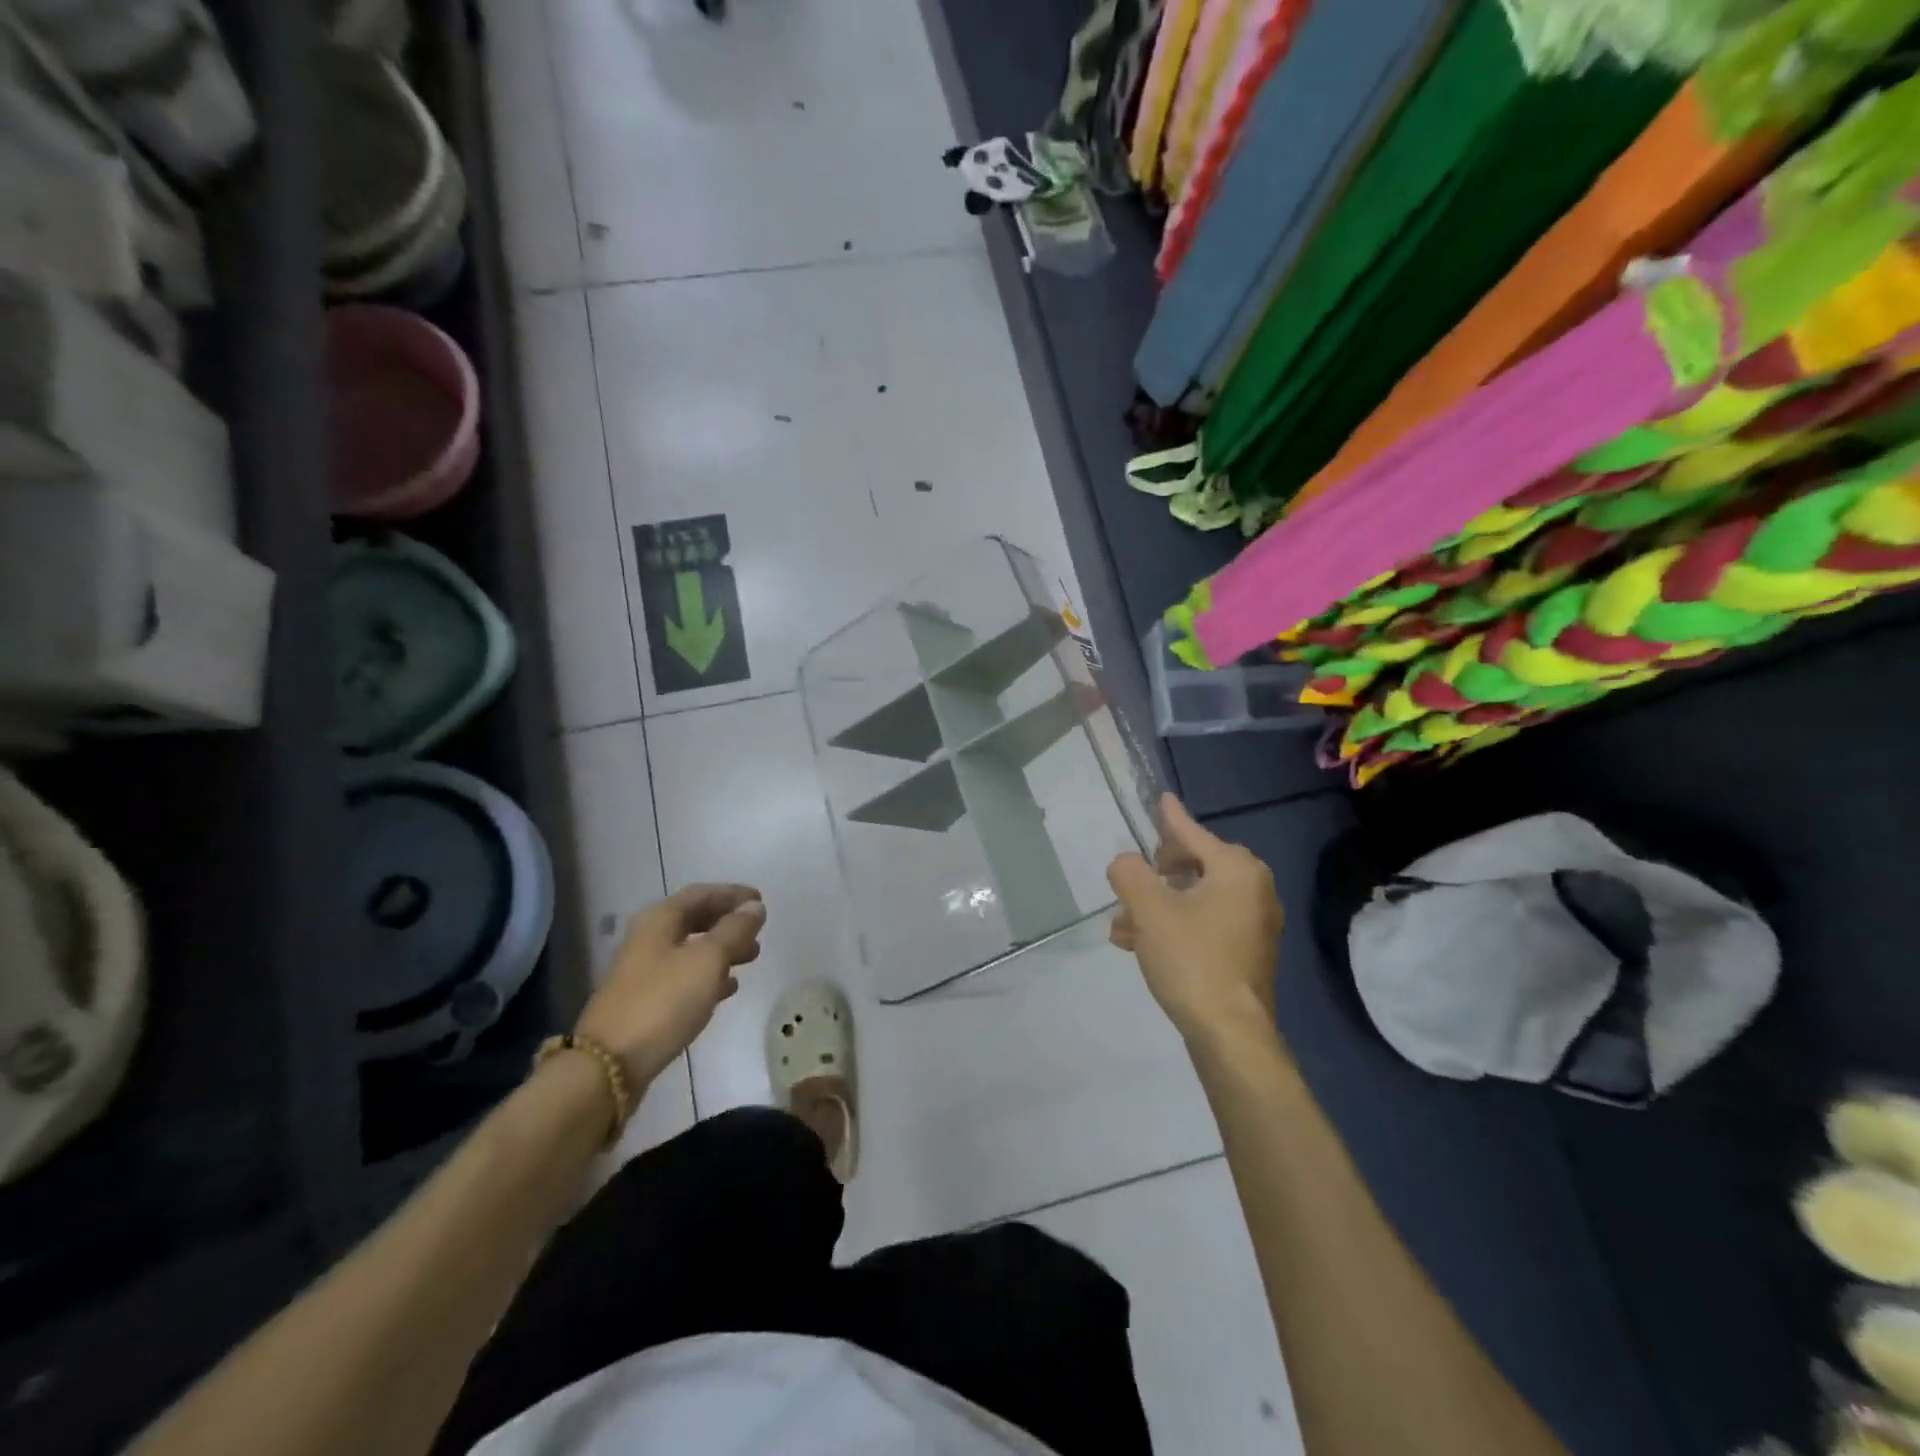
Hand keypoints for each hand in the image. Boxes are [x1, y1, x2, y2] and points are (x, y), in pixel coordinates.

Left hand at [575, 884, 766, 1086]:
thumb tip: (754, 906)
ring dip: (722, 949)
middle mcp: (648, 938)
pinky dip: (709, 975)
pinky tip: (729, 987)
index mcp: (659, 919)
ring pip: (691, 949)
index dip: (733, 894)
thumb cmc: (664, 1000)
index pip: (701, 894)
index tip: (761, 900)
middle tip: (758, 930)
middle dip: (728, 922)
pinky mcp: (646, 1001)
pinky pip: (684, 977)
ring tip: (752, 957)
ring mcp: (644, 971)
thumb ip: (735, 930)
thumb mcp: (708, 959)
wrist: (610, 1065)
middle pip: (694, 919)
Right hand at [1108, 795, 1283, 1043]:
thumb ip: (1130, 873)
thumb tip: (1125, 863)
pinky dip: (1175, 925)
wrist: (1229, 1032)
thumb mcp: (1148, 909)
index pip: (1193, 834)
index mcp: (1236, 870)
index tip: (1161, 799)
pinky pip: (1205, 923)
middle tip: (1130, 886)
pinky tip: (1141, 944)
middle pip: (1194, 865)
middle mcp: (1253, 889)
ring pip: (1194, 899)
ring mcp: (1254, 923)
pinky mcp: (1247, 952)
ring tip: (1123, 926)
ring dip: (1157, 906)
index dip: (1170, 819)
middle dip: (1154, 877)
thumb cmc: (1191, 959)